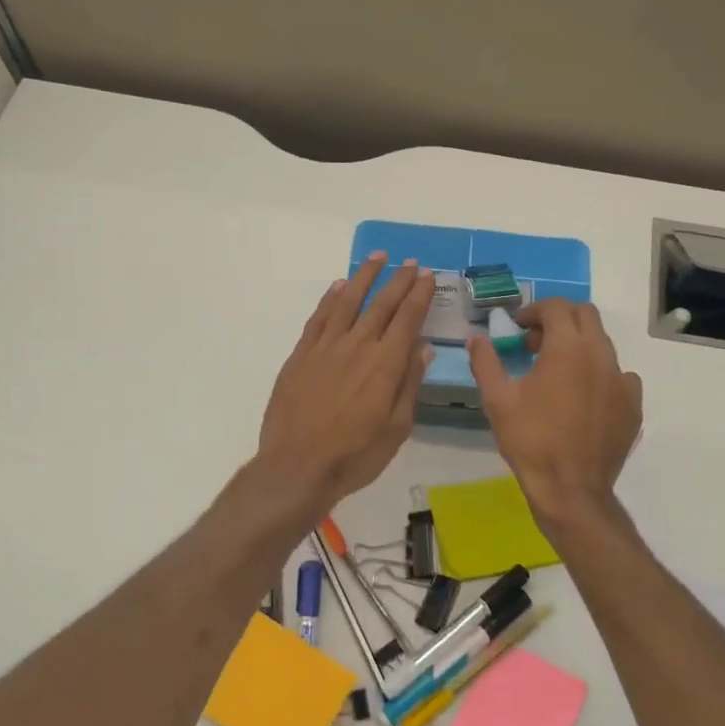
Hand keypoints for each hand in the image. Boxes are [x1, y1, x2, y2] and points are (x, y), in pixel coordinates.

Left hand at [258, 253, 434, 511]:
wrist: (297, 467)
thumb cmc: (355, 455)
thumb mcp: (397, 428)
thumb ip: (409, 384)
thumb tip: (423, 348)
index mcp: (385, 364)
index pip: (407, 319)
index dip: (419, 295)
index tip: (428, 276)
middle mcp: (357, 346)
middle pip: (381, 304)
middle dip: (399, 280)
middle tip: (411, 263)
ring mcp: (325, 347)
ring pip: (348, 301)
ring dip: (364, 276)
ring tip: (377, 258)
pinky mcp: (301, 355)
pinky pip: (319, 317)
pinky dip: (330, 298)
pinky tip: (339, 286)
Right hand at [467, 299, 642, 529]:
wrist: (571, 489)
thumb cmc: (530, 441)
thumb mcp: (497, 400)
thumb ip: (485, 362)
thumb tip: (475, 338)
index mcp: (567, 348)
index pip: (556, 307)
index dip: (534, 311)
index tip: (517, 328)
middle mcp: (601, 355)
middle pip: (585, 315)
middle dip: (559, 320)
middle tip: (536, 344)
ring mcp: (622, 380)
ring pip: (603, 344)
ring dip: (579, 346)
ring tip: (557, 373)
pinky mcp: (633, 404)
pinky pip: (620, 376)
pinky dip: (600, 374)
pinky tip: (584, 397)